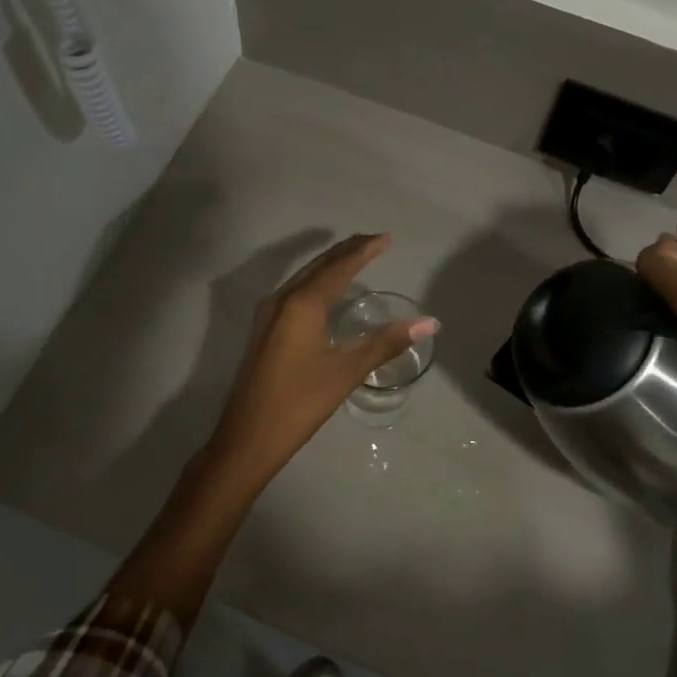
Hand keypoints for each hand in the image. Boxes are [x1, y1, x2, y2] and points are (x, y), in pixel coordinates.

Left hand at [207, 234, 437, 483]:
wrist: (247, 438)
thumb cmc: (299, 404)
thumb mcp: (346, 372)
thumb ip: (386, 343)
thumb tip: (429, 323)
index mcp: (302, 305)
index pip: (339, 267)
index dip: (363, 251)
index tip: (386, 238)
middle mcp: (282, 300)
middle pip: (318, 266)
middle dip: (346, 251)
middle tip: (373, 241)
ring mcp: (268, 315)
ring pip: (303, 277)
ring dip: (329, 264)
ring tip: (354, 257)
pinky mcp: (263, 330)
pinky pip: (294, 291)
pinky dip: (316, 281)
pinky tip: (324, 292)